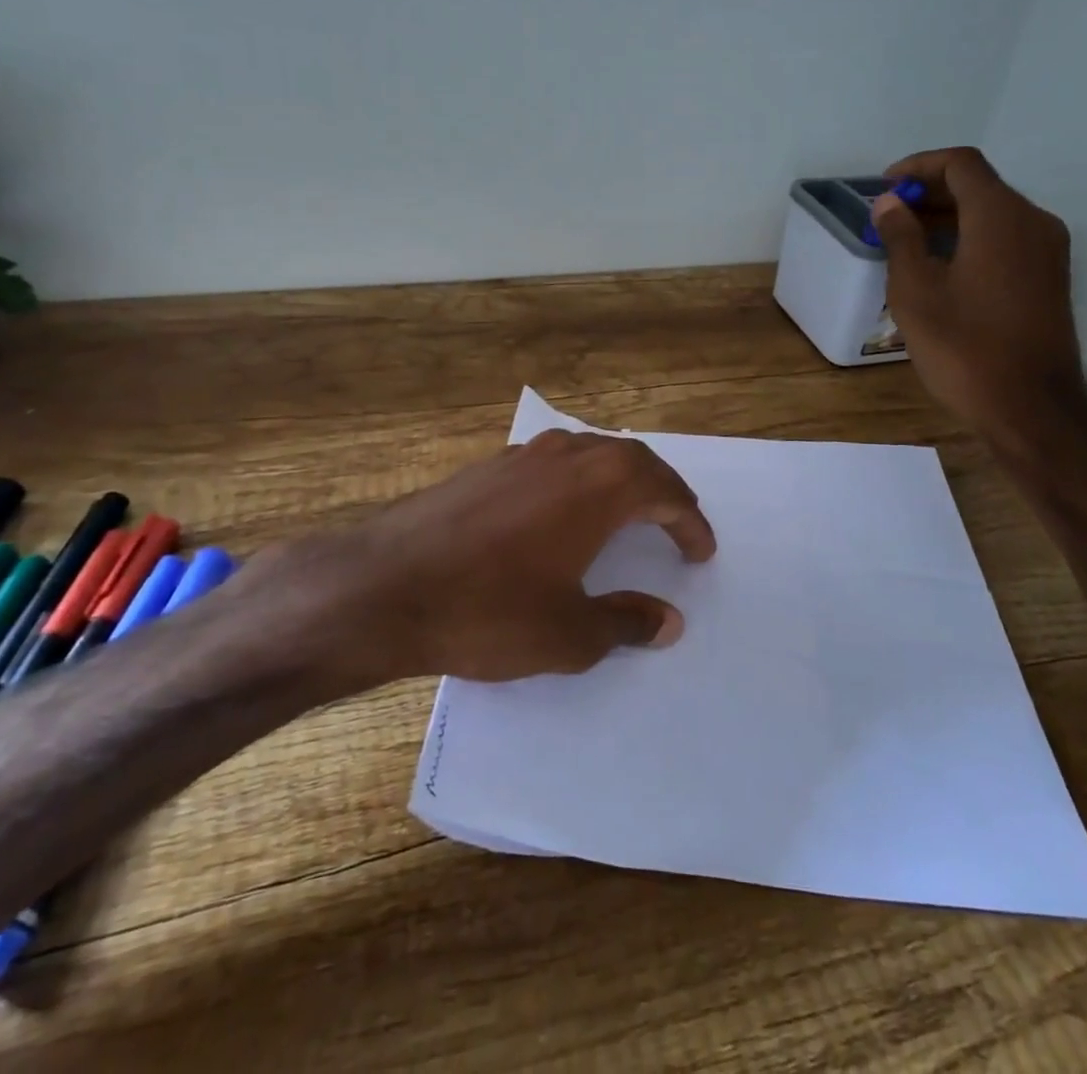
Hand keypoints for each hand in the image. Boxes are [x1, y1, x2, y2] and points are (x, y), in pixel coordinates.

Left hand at [240, 430, 715, 692]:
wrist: (384, 586)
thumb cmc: (487, 610)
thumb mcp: (569, 632)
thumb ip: (626, 621)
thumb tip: (669, 620)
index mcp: (599, 486)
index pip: (664, 492)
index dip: (690, 521)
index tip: (702, 551)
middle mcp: (566, 455)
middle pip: (632, 459)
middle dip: (661, 490)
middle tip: (675, 522)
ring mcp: (522, 455)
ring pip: (589, 453)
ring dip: (618, 479)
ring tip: (628, 512)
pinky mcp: (487, 466)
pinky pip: (552, 463)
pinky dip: (577, 481)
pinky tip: (562, 512)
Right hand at [870, 146, 1084, 436]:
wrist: (1030, 406)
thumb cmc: (963, 346)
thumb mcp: (915, 291)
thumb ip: (901, 237)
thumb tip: (890, 202)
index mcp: (1000, 216)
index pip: (960, 164)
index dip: (918, 165)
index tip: (884, 187)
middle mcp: (1033, 222)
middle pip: (980, 186)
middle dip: (931, 192)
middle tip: (889, 217)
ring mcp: (1048, 251)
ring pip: (994, 213)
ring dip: (950, 217)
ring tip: (907, 243)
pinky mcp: (1050, 278)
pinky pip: (1007, 239)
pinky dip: (971, 238)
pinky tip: (941, 269)